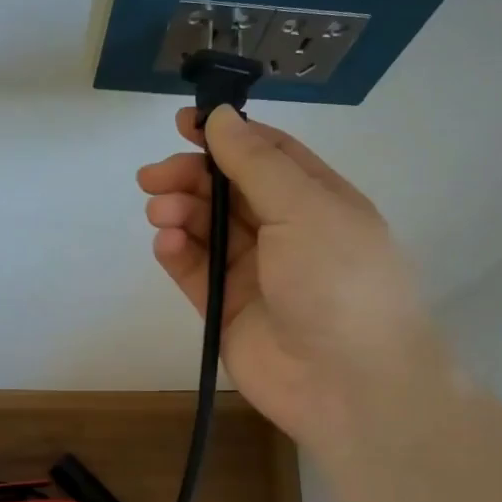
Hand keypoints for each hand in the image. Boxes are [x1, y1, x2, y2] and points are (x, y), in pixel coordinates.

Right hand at [138, 106, 431, 452]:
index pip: (267, 154)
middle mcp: (286, 232)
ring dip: (180, 213)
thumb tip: (221, 117)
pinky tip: (166, 243)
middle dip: (191, 177)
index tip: (184, 124)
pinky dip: (177, 254)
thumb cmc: (338, 281)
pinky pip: (195, 272)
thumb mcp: (305, 208)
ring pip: (207, 229)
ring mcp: (255, 273)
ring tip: (160, 212)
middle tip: (152, 177)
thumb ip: (256, 163)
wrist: (349, 384)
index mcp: (316, 200)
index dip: (226, 135)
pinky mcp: (227, 310)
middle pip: (229, 190)